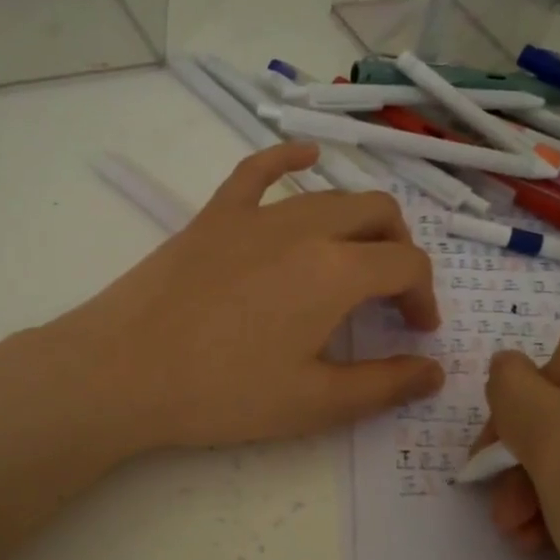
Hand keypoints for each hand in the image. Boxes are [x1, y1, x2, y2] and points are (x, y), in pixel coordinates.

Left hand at [49, 144, 444, 453]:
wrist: (123, 371)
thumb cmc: (223, 393)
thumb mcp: (314, 403)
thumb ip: (384, 386)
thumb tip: (436, 372)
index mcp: (336, 271)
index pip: (406, 265)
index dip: (424, 296)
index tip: (418, 332)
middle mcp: (304, 227)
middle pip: (377, 215)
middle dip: (399, 251)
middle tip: (391, 296)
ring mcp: (255, 214)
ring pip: (329, 196)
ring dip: (359, 221)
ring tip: (358, 256)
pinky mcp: (215, 215)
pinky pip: (258, 170)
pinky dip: (289, 159)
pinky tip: (307, 156)